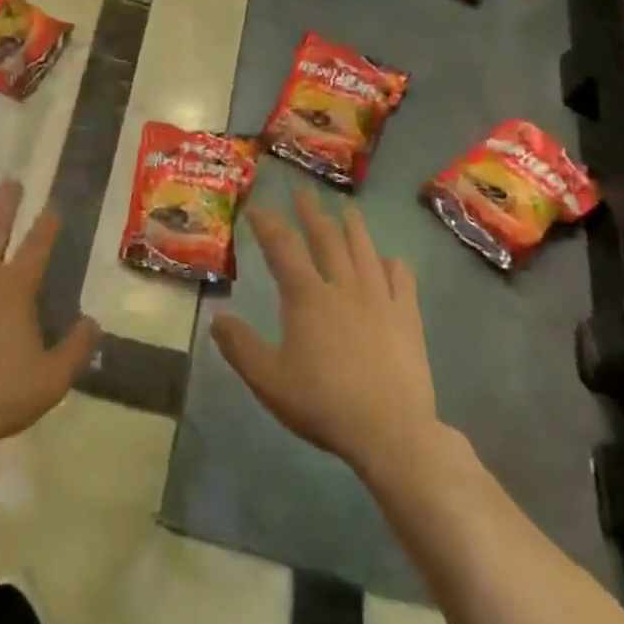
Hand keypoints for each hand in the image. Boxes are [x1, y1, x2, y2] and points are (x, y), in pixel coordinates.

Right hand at [212, 190, 446, 484]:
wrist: (392, 432)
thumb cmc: (324, 403)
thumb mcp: (268, 380)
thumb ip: (239, 347)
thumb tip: (217, 318)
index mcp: (307, 296)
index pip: (282, 247)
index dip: (268, 224)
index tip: (257, 208)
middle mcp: (343, 286)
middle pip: (326, 238)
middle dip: (311, 212)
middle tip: (303, 191)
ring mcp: (379, 299)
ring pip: (364, 250)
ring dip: (352, 226)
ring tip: (347, 209)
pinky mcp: (407, 317)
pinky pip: (401, 279)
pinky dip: (391, 264)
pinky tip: (388, 261)